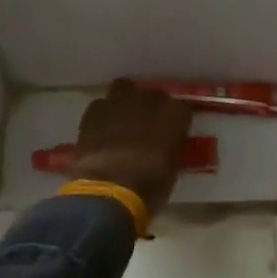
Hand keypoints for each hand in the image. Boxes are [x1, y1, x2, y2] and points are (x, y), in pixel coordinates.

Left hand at [68, 78, 194, 220]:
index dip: (176, 120)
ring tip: (122, 119)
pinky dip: (102, 114)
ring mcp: (120, 102)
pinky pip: (100, 105)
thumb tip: (165, 147)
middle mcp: (150, 100)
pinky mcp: (94, 111)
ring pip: (124, 88)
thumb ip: (170, 148)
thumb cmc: (150, 185)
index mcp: (175, 115)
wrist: (110, 189)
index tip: (172, 132)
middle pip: (154, 94)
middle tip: (147, 126)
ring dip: (125, 100)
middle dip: (151, 107)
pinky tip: (101, 129)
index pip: (182, 108)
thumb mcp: (172, 168)